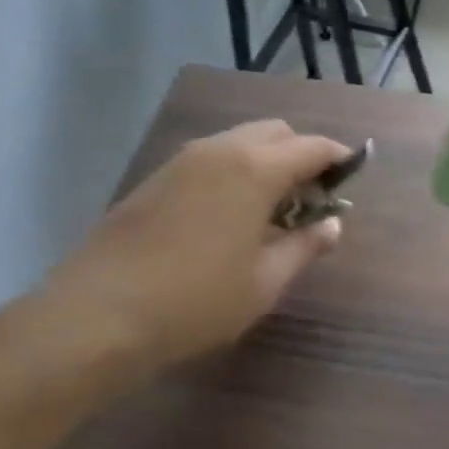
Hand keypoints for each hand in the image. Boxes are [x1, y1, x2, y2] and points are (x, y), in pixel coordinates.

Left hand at [41, 120, 347, 377]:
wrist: (96, 316)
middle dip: (301, 154)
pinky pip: (210, 157)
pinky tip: (229, 214)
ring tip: (270, 209)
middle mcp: (220, 150)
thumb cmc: (196, 301)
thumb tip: (332, 225)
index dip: (338, 158)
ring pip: (239, 141)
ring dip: (266, 161)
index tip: (351, 176)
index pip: (312, 146)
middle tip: (310, 199)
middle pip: (276, 132)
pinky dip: (234, 170)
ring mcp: (182, 160)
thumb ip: (305, 246)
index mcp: (255, 169)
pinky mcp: (155, 177)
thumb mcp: (265, 281)